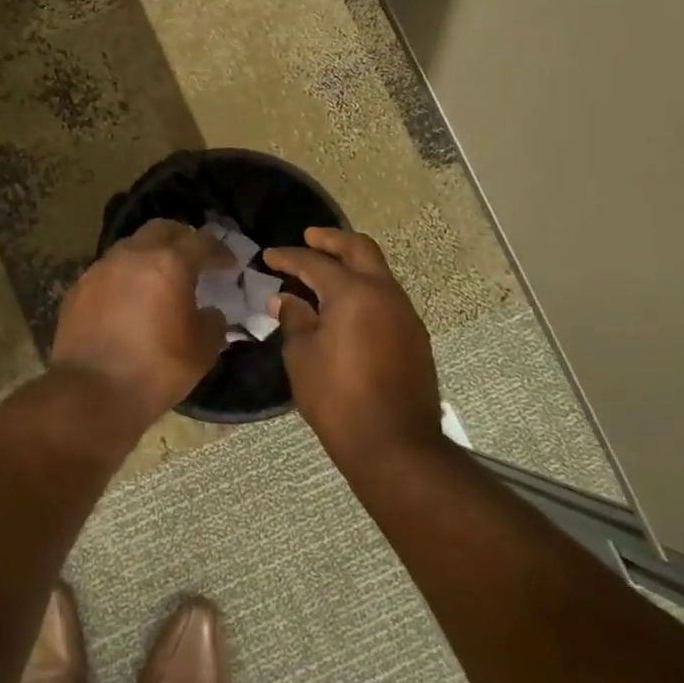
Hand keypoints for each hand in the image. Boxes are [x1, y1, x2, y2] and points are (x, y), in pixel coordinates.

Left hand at [51, 219, 233, 427]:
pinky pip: (109, 270)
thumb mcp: (202, 351)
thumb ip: (212, 323)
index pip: (200, 242)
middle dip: (181, 238)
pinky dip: (125, 275)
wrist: (92, 392)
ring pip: (131, 246)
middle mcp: (132, 255)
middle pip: (161, 229)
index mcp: (169, 264)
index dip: (218, 250)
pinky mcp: (79, 288)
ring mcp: (101, 269)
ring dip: (150, 254)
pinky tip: (130, 299)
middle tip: (194, 257)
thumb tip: (209, 312)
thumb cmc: (156, 370)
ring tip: (160, 278)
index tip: (228, 264)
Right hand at [264, 227, 441, 462]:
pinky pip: (386, 298)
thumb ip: (295, 320)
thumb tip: (287, 300)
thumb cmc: (337, 398)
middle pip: (360, 250)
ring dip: (352, 265)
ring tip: (325, 274)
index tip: (269, 257)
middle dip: (332, 240)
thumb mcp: (302, 357)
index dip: (289, 257)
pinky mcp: (415, 337)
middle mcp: (384, 293)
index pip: (315, 263)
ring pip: (378, 272)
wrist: (394, 444)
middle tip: (309, 238)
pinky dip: (364, 290)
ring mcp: (405, 314)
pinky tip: (346, 307)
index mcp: (353, 293)